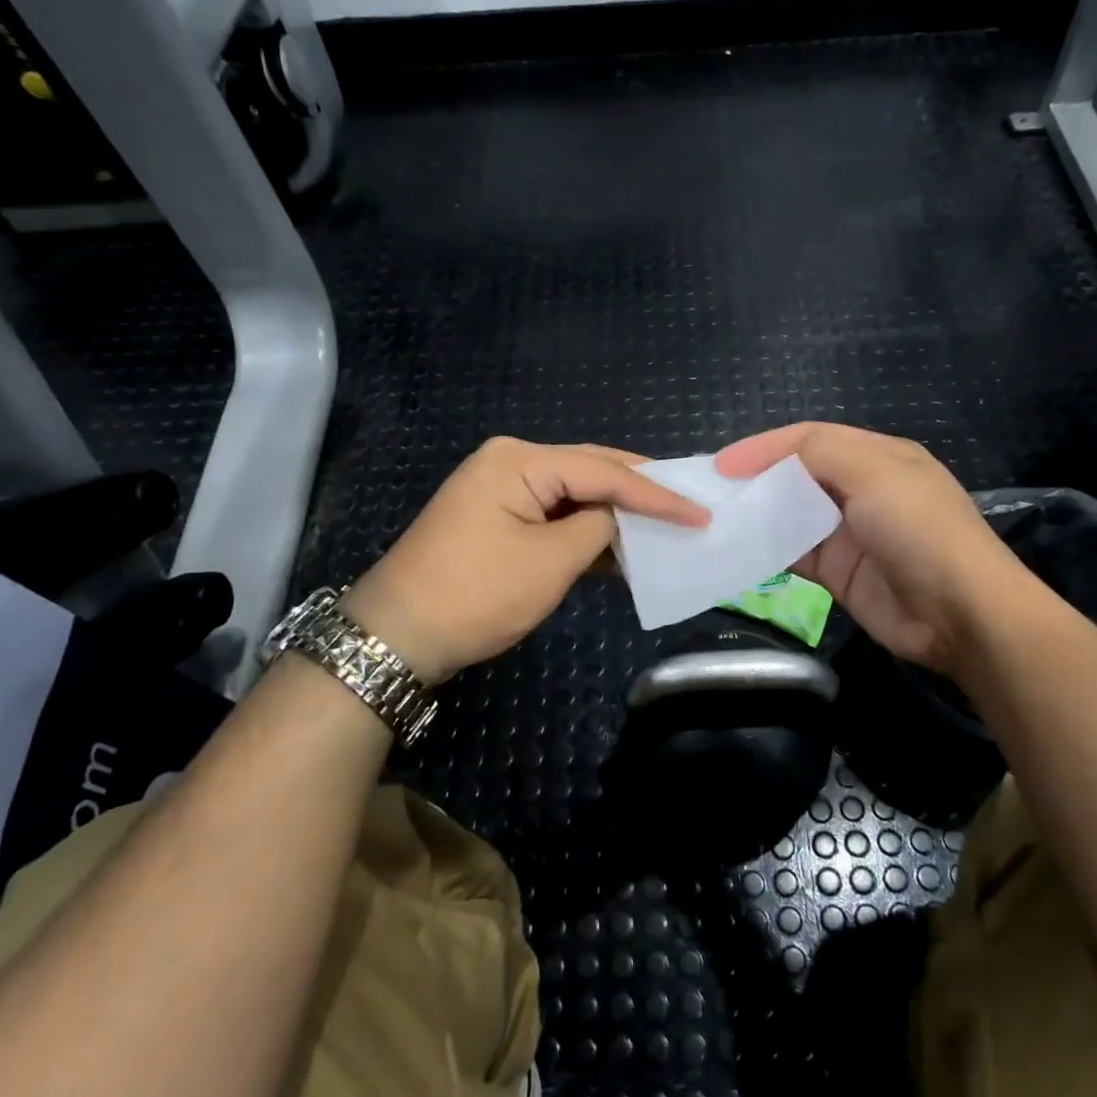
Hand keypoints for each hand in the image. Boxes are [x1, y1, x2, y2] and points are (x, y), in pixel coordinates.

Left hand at [341, 437, 708, 683]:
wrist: (396, 636)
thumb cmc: (477, 594)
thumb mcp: (551, 562)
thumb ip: (600, 529)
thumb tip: (623, 519)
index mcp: (521, 460)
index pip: (605, 471)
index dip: (657, 495)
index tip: (701, 513)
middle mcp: (511, 462)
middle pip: (590, 471)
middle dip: (639, 493)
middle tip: (689, 505)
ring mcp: (501, 489)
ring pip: (574, 495)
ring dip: (615, 514)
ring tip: (666, 525)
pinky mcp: (497, 518)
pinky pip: (554, 515)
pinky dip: (587, 531)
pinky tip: (621, 548)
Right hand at [716, 423, 1040, 679]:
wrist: (960, 613)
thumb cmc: (919, 530)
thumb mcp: (875, 472)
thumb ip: (819, 452)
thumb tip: (762, 457)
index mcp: (877, 456)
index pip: (810, 438)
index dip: (765, 446)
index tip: (723, 464)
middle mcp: (861, 489)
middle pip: (797, 474)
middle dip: (757, 478)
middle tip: (712, 491)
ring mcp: (848, 533)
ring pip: (791, 514)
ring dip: (758, 515)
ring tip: (715, 518)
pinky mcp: (838, 572)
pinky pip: (793, 553)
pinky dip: (766, 550)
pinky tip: (737, 551)